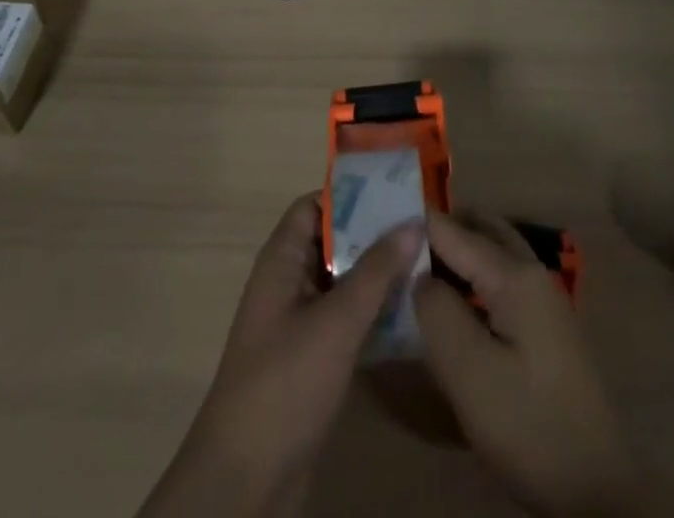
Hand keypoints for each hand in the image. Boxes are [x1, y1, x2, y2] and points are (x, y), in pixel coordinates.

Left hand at [137, 193, 422, 517]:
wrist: (246, 480)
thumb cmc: (286, 383)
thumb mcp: (336, 322)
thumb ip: (376, 271)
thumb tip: (413, 221)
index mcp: (282, 261)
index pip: (315, 206)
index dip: (351, 195)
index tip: (397, 193)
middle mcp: (289, 283)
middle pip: (334, 242)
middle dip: (375, 235)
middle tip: (425, 227)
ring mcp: (300, 323)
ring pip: (344, 282)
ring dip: (379, 275)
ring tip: (428, 264)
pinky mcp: (312, 359)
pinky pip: (347, 319)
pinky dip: (374, 312)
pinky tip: (412, 314)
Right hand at [415, 212, 650, 517]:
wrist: (593, 488)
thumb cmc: (526, 423)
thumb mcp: (469, 371)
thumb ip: (438, 311)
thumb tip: (419, 276)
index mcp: (515, 275)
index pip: (455, 231)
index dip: (417, 223)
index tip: (378, 218)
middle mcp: (532, 273)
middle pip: (481, 230)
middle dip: (442, 226)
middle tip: (398, 238)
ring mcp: (544, 300)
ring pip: (494, 253)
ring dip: (459, 249)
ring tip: (417, 263)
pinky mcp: (545, 327)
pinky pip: (502, 279)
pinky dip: (474, 274)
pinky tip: (453, 300)